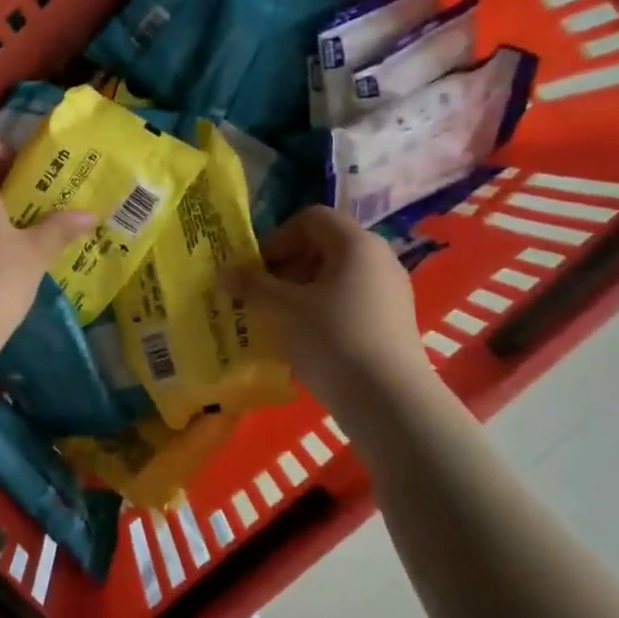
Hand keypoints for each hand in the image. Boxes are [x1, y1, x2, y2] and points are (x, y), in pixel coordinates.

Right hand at [229, 206, 430, 408]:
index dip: (277, 238)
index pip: (311, 219)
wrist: (387, 398)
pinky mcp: (394, 321)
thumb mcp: (282, 309)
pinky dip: (323, 312)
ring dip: (302, 292)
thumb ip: (251, 285)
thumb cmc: (332, 338)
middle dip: (287, 267)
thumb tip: (224, 272)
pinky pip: (350, 302)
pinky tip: (306, 341)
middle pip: (324, 247)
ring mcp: (391, 291)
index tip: (257, 270)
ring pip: (336, 278)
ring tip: (279, 321)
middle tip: (263, 296)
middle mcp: (379, 258)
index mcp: (355, 243)